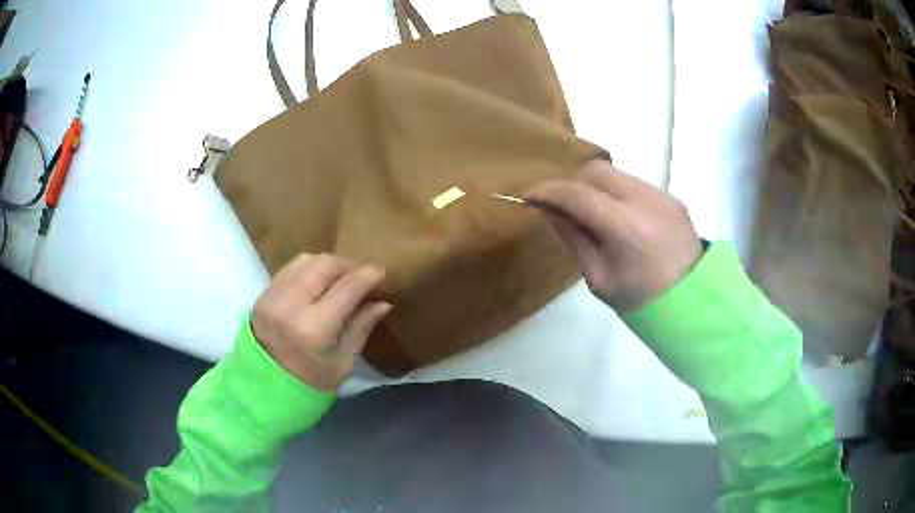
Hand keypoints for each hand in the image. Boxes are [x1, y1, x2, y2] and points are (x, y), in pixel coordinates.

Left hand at [252, 254, 390, 390]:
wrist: (267, 386)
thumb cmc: (313, 381)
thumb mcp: (344, 362)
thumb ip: (362, 326)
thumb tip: (383, 301)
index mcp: (315, 329)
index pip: (347, 288)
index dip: (367, 276)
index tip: (381, 273)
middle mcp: (291, 305)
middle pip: (325, 265)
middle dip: (348, 265)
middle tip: (362, 275)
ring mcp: (273, 296)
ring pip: (307, 260)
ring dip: (328, 264)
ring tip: (341, 276)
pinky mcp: (263, 294)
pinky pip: (291, 268)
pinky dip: (309, 268)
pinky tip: (319, 280)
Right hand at [526, 160, 702, 311]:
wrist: (693, 303)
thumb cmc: (641, 301)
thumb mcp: (598, 277)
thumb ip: (573, 238)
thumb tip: (549, 209)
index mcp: (626, 229)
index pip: (578, 194)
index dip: (549, 191)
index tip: (530, 195)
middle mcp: (646, 201)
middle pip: (597, 170)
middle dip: (574, 183)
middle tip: (566, 206)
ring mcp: (662, 196)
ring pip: (616, 173)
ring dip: (596, 187)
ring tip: (595, 214)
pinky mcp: (671, 197)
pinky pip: (634, 183)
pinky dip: (618, 194)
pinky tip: (622, 219)